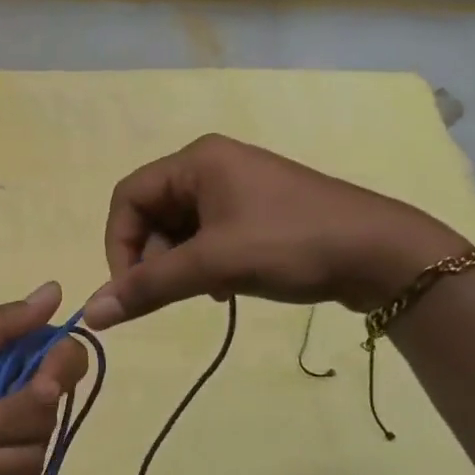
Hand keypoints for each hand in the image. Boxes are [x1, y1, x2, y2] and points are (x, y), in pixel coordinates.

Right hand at [83, 134, 465, 328]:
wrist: (384, 255)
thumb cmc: (292, 244)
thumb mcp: (214, 264)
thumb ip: (148, 287)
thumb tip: (89, 314)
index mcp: (196, 160)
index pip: (127, 198)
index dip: (118, 244)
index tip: (130, 290)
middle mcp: (211, 166)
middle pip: (151, 214)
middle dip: (152, 257)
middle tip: (173, 292)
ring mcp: (236, 189)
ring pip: (178, 230)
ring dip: (178, 265)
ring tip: (206, 290)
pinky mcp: (255, 212)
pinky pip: (206, 237)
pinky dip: (203, 264)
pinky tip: (224, 288)